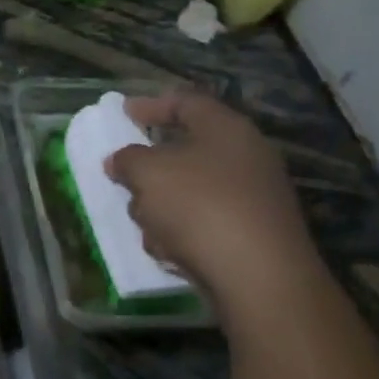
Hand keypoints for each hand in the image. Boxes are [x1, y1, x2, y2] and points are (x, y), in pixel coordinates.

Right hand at [105, 90, 320, 308]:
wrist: (258, 276)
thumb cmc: (199, 206)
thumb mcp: (148, 173)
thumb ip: (127, 159)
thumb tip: (120, 160)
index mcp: (227, 130)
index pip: (187, 103)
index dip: (152, 105)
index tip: (123, 112)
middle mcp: (246, 157)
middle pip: (186, 152)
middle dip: (151, 169)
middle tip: (125, 178)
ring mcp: (253, 198)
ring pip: (190, 191)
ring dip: (161, 207)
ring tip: (147, 225)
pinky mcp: (252, 235)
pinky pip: (203, 223)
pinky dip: (182, 233)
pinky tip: (171, 250)